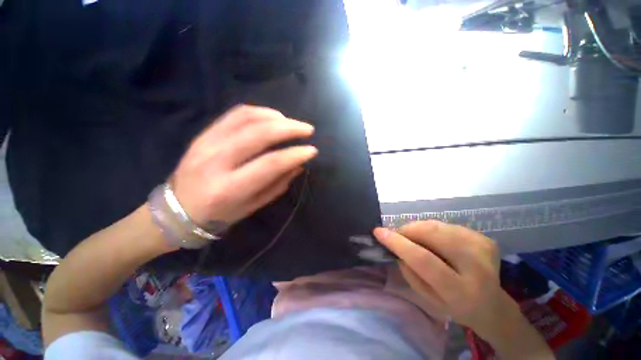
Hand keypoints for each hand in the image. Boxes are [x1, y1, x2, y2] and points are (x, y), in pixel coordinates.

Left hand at [172, 105, 316, 225]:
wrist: (177, 209)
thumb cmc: (219, 214)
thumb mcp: (252, 206)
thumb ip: (277, 185)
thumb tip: (298, 165)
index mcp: (230, 188)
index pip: (270, 164)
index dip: (295, 154)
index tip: (312, 151)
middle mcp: (217, 161)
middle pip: (259, 134)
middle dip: (290, 128)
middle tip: (307, 130)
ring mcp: (207, 143)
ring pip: (247, 117)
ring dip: (276, 117)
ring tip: (291, 123)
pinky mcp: (204, 133)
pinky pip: (234, 114)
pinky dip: (259, 111)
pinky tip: (272, 117)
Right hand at [374, 221, 511, 336]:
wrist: (492, 306)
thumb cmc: (455, 306)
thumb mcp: (428, 298)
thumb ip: (410, 272)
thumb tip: (396, 246)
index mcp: (461, 292)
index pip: (424, 260)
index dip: (398, 243)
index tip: (378, 232)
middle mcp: (477, 268)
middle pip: (433, 234)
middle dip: (408, 230)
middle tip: (398, 235)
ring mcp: (483, 249)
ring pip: (438, 225)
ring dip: (419, 228)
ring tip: (415, 238)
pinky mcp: (485, 239)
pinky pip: (447, 225)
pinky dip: (433, 229)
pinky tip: (435, 241)